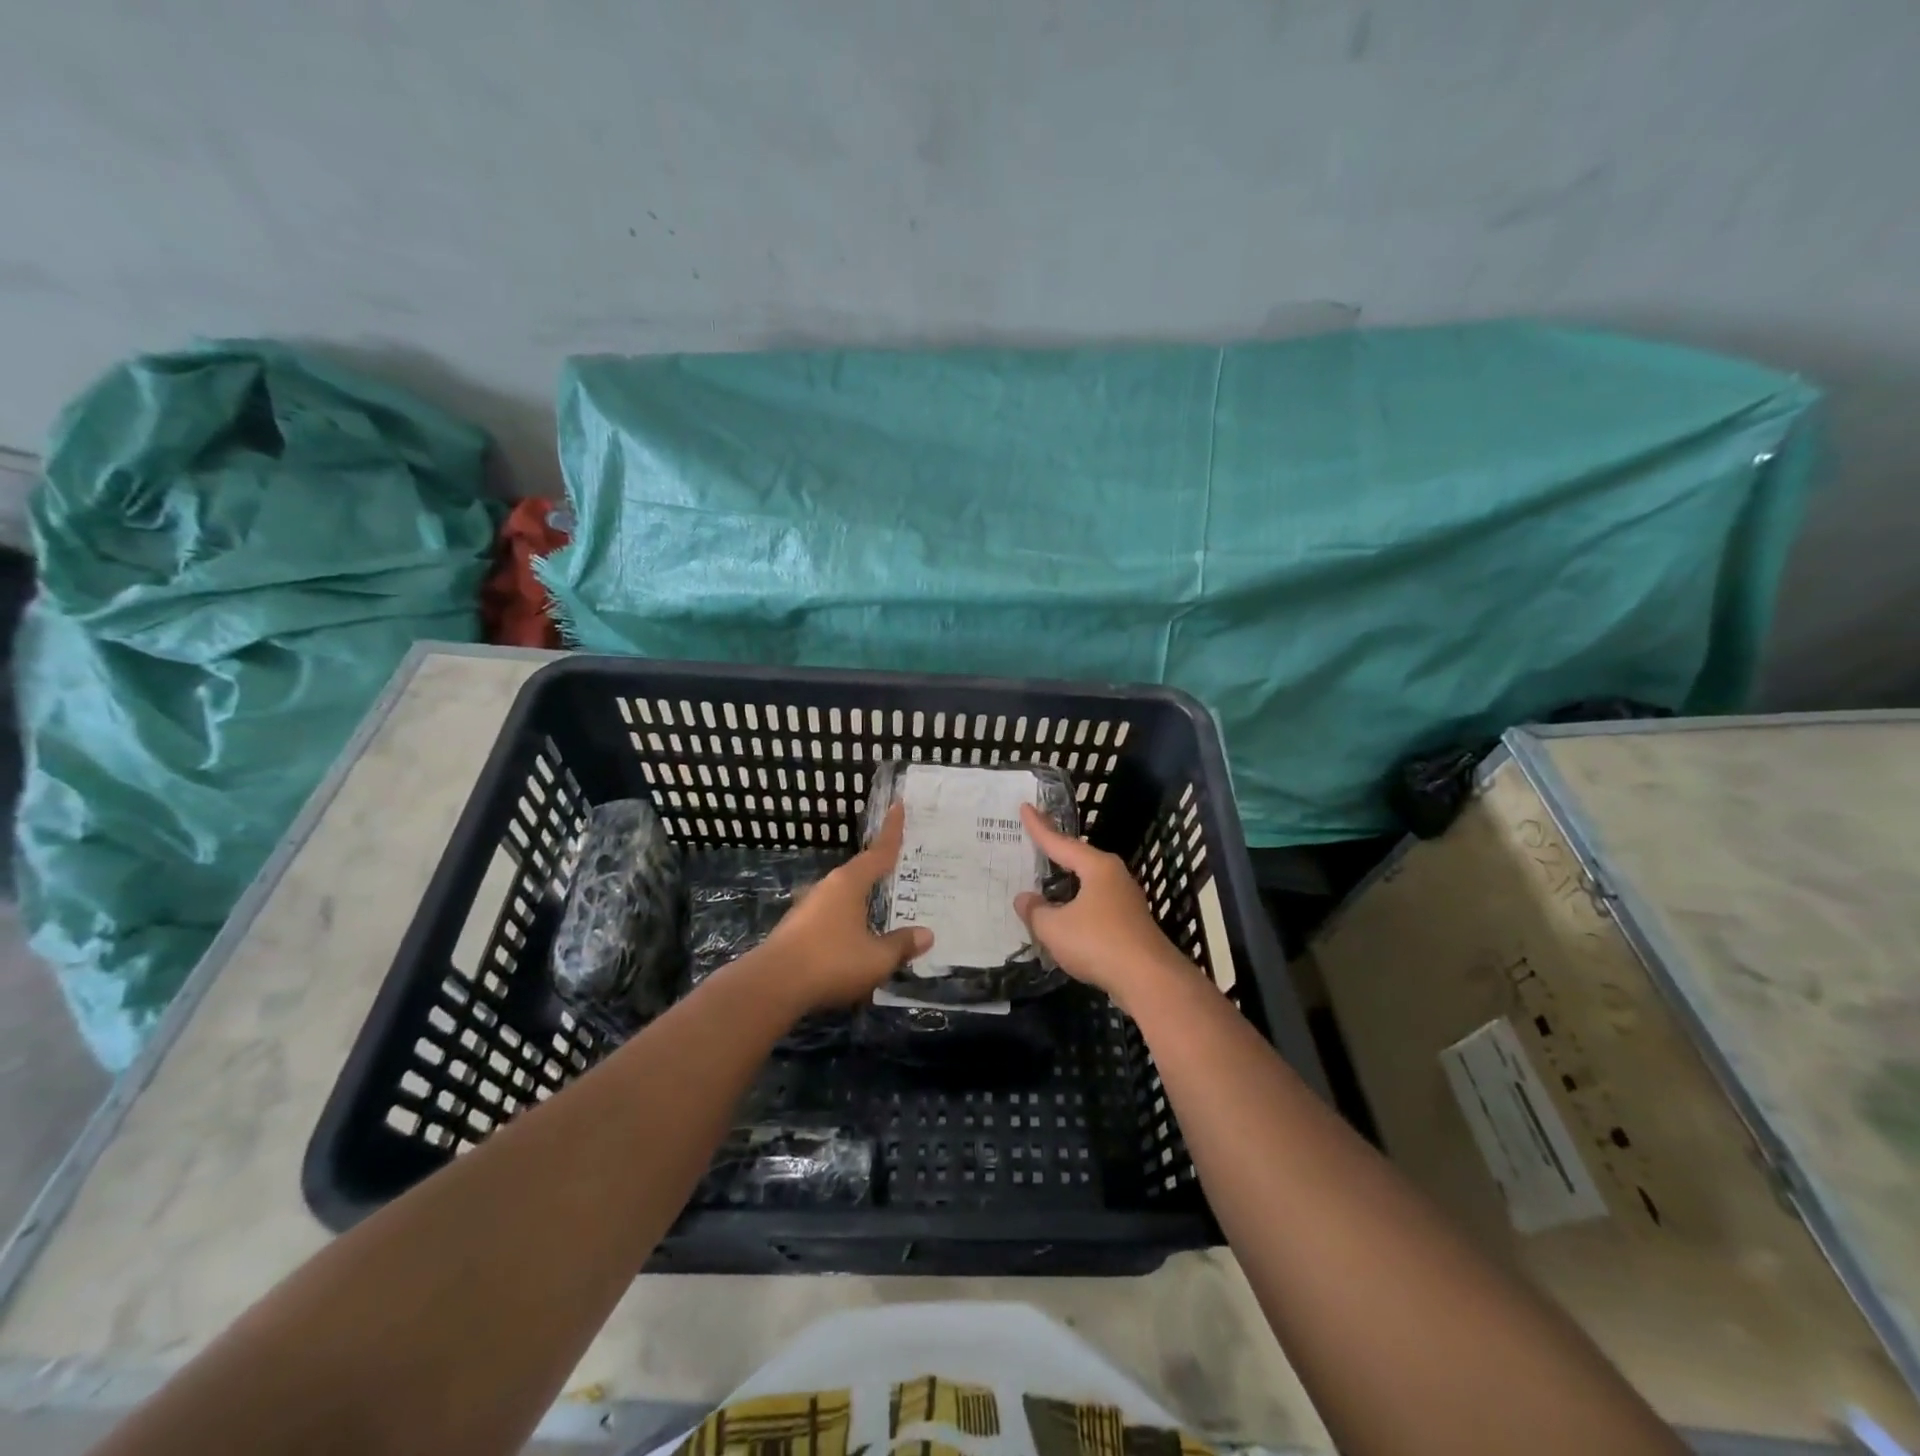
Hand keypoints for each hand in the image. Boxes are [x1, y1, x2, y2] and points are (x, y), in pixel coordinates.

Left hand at [749, 804, 931, 1011]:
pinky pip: (831, 916)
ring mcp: (808, 907)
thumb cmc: (831, 961)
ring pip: (844, 896)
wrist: (771, 986)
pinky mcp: (796, 929)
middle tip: (900, 867)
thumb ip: (902, 945)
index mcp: (849, 883)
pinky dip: (847, 920)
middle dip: (879, 869)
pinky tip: (855, 938)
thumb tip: (927, 934)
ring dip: (861, 899)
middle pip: (859, 872)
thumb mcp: (877, 958)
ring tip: (881, 907)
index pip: (879, 852)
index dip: (892, 831)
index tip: (898, 805)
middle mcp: (828, 887)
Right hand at [1014, 804, 1189, 1008]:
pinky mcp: (1131, 925)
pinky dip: (1079, 907)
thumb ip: (1035, 911)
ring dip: (1069, 884)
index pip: (1061, 842)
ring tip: (1049, 881)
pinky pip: (1097, 906)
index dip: (1039, 827)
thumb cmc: (1098, 943)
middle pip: (1080, 859)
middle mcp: (1114, 877)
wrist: (1149, 980)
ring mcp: (1127, 901)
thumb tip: (1025, 899)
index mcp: (1097, 867)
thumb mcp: (1054, 927)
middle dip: (1058, 852)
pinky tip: (1069, 918)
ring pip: (1090, 885)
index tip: (1025, 807)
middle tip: (1037, 841)